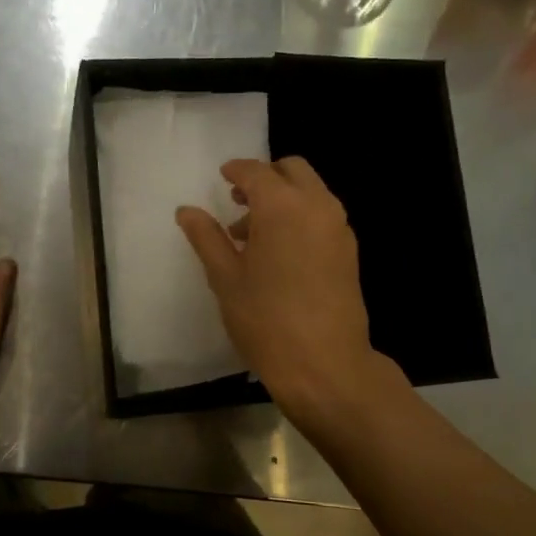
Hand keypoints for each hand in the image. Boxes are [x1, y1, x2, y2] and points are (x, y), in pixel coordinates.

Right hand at [176, 157, 391, 415]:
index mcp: (282, 206)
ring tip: (252, 235)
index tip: (222, 177)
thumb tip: (187, 210)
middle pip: (292, 170)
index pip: (256, 172)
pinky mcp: (349, 250)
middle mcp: (316, 206)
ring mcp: (339, 227)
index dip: (236, 171)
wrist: (325, 364)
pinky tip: (280, 252)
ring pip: (311, 192)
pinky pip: (322, 215)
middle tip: (238, 201)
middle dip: (265, 177)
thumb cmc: (266, 320)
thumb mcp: (226, 277)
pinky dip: (301, 216)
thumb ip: (206, 237)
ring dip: (283, 198)